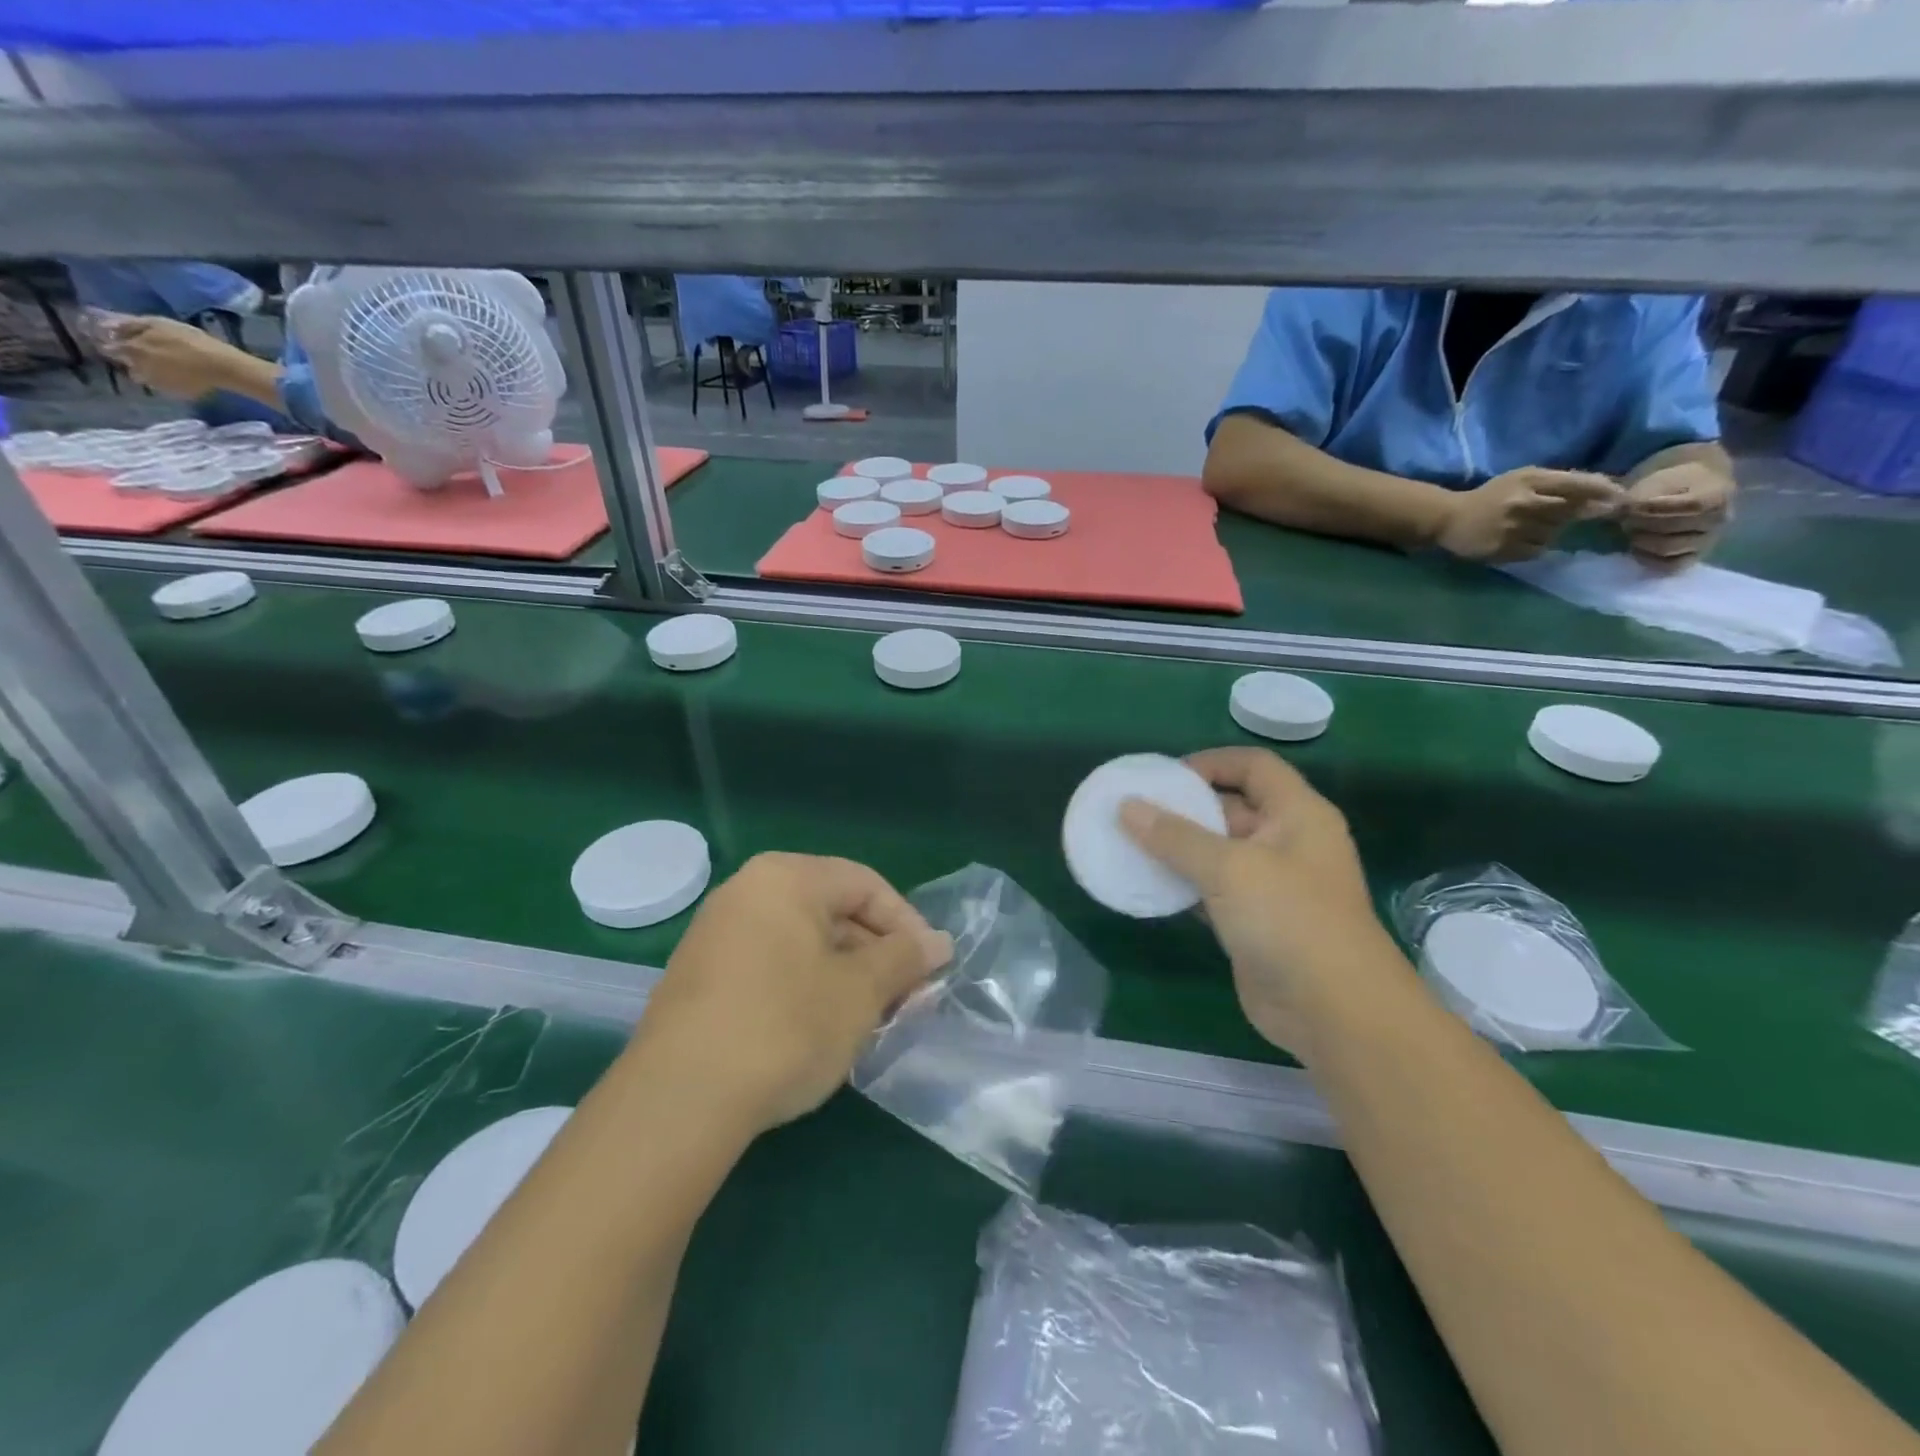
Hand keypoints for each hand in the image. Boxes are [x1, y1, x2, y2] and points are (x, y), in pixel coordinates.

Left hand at [100, 316, 243, 399]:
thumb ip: (129, 325)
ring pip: (147, 379)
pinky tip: (182, 377)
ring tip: (166, 369)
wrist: (224, 366)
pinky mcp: (178, 394)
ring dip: (151, 374)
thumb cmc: (191, 340)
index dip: (112, 344)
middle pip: (129, 366)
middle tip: (150, 356)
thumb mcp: (158, 324)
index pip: (109, 347)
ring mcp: (160, 384)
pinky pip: (167, 388)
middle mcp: (140, 368)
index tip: (118, 342)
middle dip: (133, 361)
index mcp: (132, 349)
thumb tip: (104, 326)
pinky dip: (170, 383)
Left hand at [631, 852, 951, 1134]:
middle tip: (904, 999)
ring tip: (868, 1019)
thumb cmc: (785, 1027)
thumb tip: (940, 942)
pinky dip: (805, 987)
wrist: (679, 1100)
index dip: (907, 925)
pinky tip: (820, 1030)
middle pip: (832, 910)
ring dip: (844, 974)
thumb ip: (905, 958)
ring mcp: (717, 932)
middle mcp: (747, 891)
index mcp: (786, 877)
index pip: (866, 885)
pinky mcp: (700, 975)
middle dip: (876, 954)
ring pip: (802, 941)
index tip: (930, 969)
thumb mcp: (860, 992)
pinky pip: (770, 964)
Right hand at [1120, 749, 1401, 1059]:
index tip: (1163, 777)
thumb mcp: (1230, 868)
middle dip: (1183, 807)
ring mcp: (1270, 885)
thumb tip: (1127, 806)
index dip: (1210, 762)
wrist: (1334, 1012)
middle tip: (1133, 810)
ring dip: (1177, 848)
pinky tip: (1145, 883)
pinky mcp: (1252, 922)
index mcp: (1297, 814)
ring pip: (1216, 852)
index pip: (1253, 767)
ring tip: (1128, 842)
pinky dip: (1181, 884)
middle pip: (1231, 807)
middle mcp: (1286, 842)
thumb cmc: (1290, 920)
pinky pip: (1210, 890)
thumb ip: (1175, 836)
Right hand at [1436, 468, 1622, 563]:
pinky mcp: (1502, 550)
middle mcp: (1523, 504)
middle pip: (1570, 512)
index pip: (1578, 485)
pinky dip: (1534, 547)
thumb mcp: (1523, 479)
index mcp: (1529, 481)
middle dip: (1581, 514)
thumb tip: (1606, 486)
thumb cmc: (1491, 496)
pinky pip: (1535, 551)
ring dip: (1551, 532)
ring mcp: (1512, 529)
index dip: (1603, 492)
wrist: (1448, 519)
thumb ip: (1559, 481)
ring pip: (1554, 534)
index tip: (1622, 499)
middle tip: (1589, 516)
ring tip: (1533, 528)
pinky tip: (1520, 540)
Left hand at [1622, 461, 1733, 570]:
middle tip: (1626, 519)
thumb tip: (1619, 512)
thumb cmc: (1671, 483)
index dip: (1653, 507)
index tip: (1630, 505)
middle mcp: (1719, 521)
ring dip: (1641, 540)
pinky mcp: (1693, 557)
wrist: (1691, 489)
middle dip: (1641, 523)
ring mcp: (1708, 540)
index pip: (1690, 505)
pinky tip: (1635, 549)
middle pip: (1672, 528)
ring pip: (1668, 548)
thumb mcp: (1656, 481)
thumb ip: (1639, 497)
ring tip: (1631, 531)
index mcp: (1718, 496)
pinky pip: (1670, 565)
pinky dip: (1648, 559)